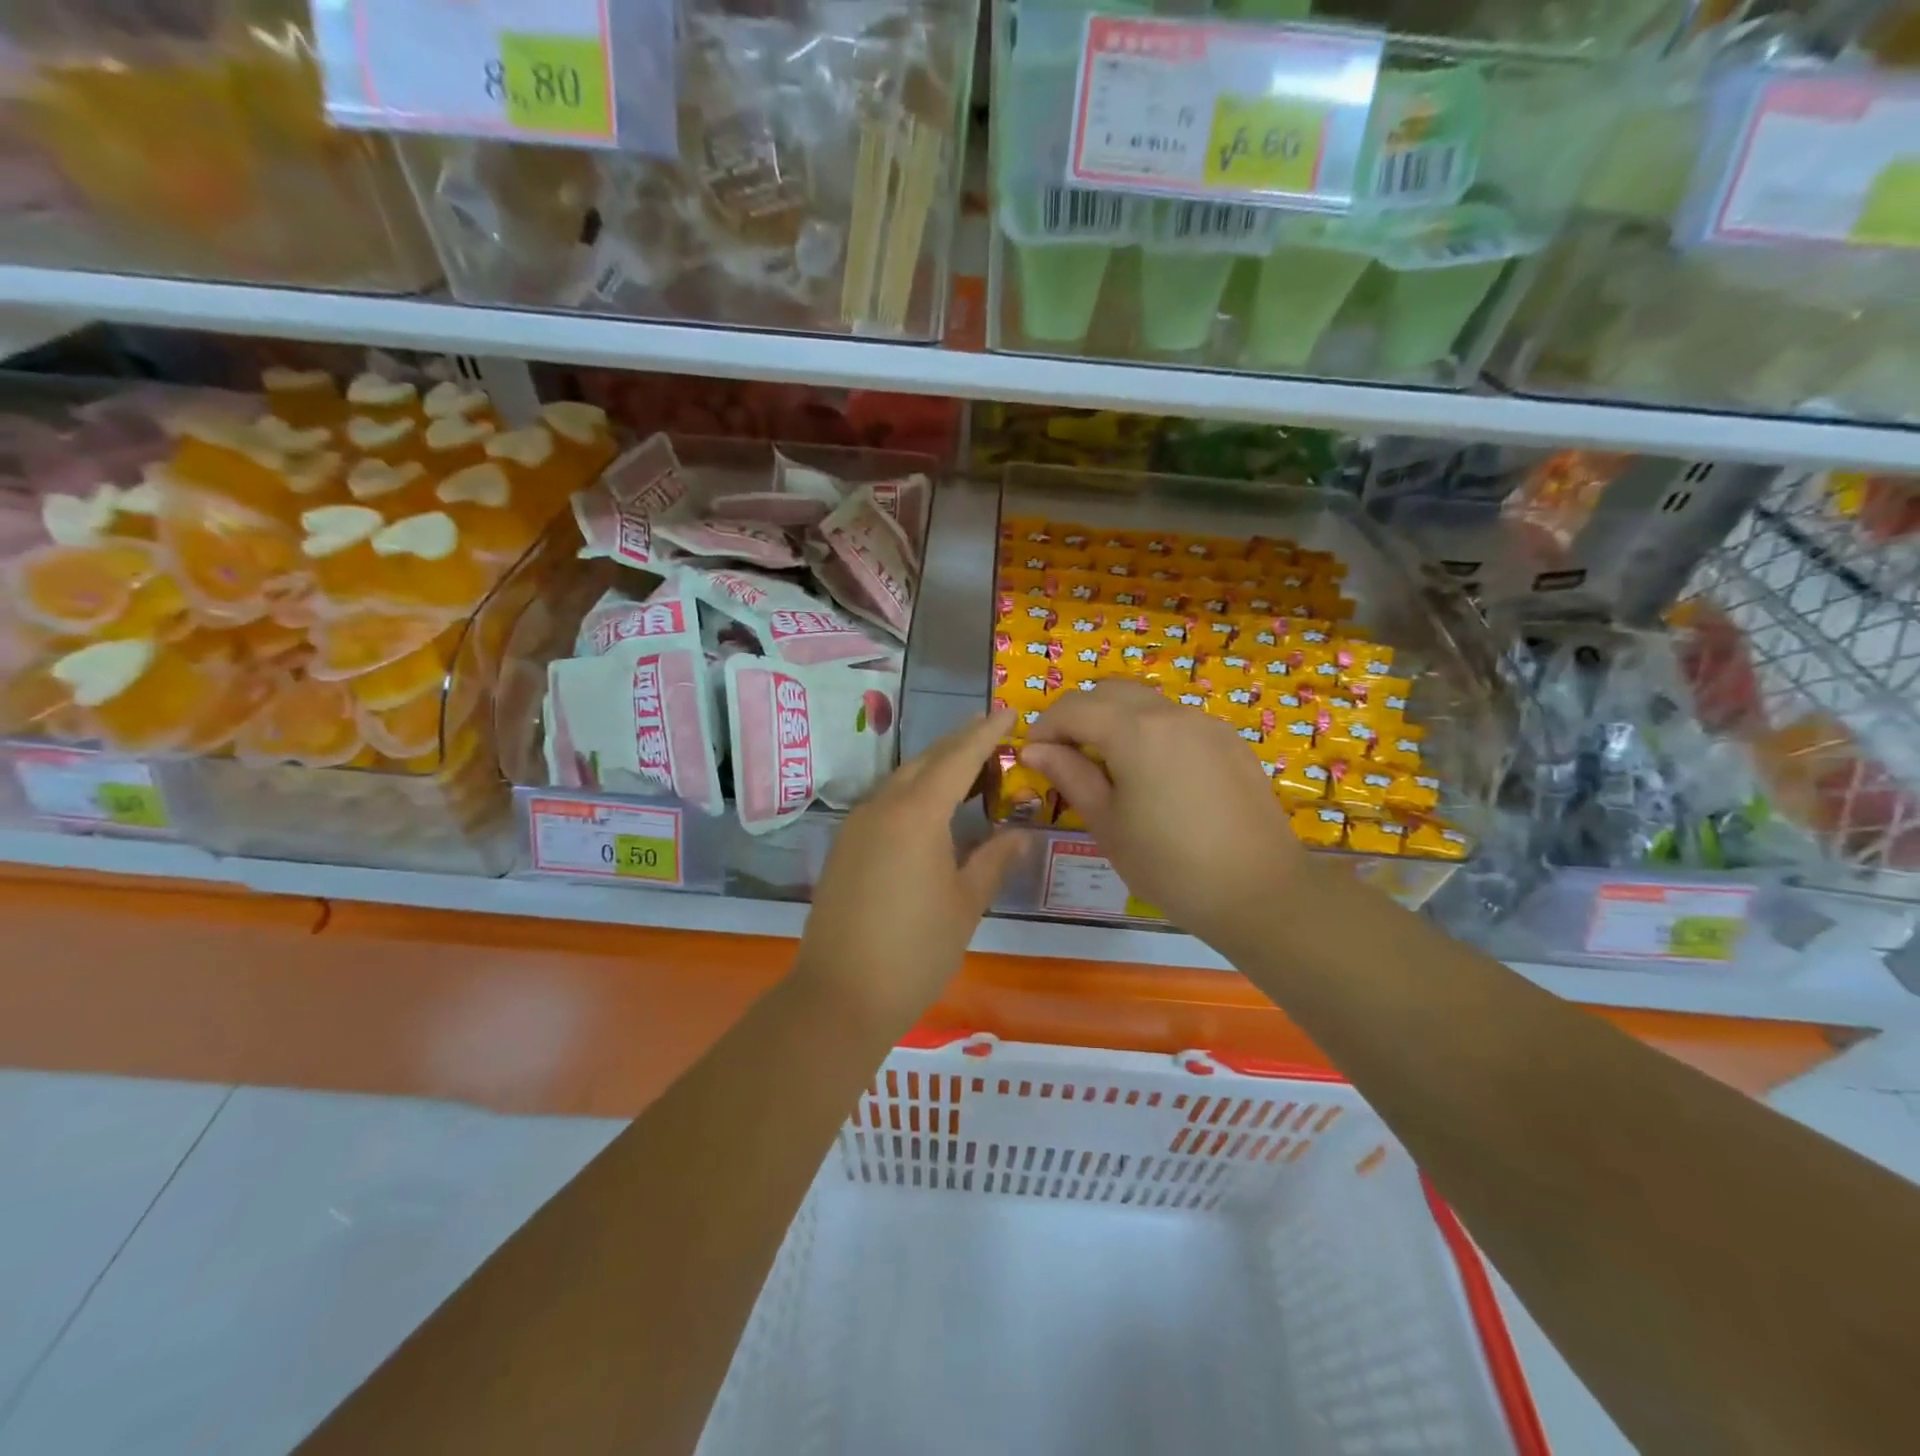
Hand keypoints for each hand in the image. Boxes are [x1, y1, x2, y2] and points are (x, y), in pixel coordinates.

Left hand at [796, 710, 1022, 1039]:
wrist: (840, 995)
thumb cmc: (915, 950)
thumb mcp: (965, 905)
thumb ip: (994, 861)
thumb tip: (1020, 833)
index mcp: (917, 814)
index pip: (958, 757)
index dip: (985, 733)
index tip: (1008, 712)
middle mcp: (883, 807)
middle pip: (926, 760)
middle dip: (960, 744)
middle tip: (993, 736)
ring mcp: (857, 825)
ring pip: (902, 779)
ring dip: (936, 767)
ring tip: (968, 769)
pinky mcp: (845, 846)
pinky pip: (885, 802)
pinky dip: (914, 792)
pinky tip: (931, 809)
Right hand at [1023, 679, 1302, 954]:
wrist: (1259, 891)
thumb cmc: (1169, 865)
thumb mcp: (1107, 824)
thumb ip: (1070, 776)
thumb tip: (1035, 750)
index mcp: (1135, 731)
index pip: (1073, 708)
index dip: (1045, 727)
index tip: (1033, 756)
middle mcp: (1171, 713)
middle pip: (1109, 691)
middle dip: (1078, 715)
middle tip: (1065, 755)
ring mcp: (1206, 723)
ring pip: (1146, 702)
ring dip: (1115, 720)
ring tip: (1108, 765)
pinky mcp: (1230, 741)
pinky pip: (1177, 720)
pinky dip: (1150, 732)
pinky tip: (1154, 775)